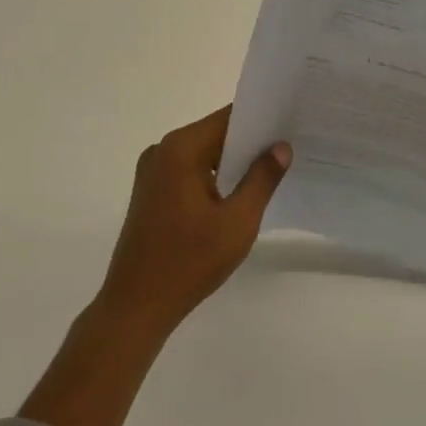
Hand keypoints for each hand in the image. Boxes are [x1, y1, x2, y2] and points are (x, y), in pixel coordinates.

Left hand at [95, 106, 291, 338]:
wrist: (135, 308)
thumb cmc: (189, 262)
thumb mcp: (237, 222)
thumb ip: (262, 179)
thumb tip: (280, 147)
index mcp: (181, 148)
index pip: (229, 117)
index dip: (261, 120)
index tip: (290, 124)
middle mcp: (162, 150)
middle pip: (215, 133)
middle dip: (249, 142)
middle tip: (287, 150)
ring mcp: (152, 171)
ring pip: (202, 153)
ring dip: (230, 162)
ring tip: (269, 172)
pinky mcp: (149, 191)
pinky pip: (188, 170)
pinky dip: (212, 176)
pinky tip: (236, 194)